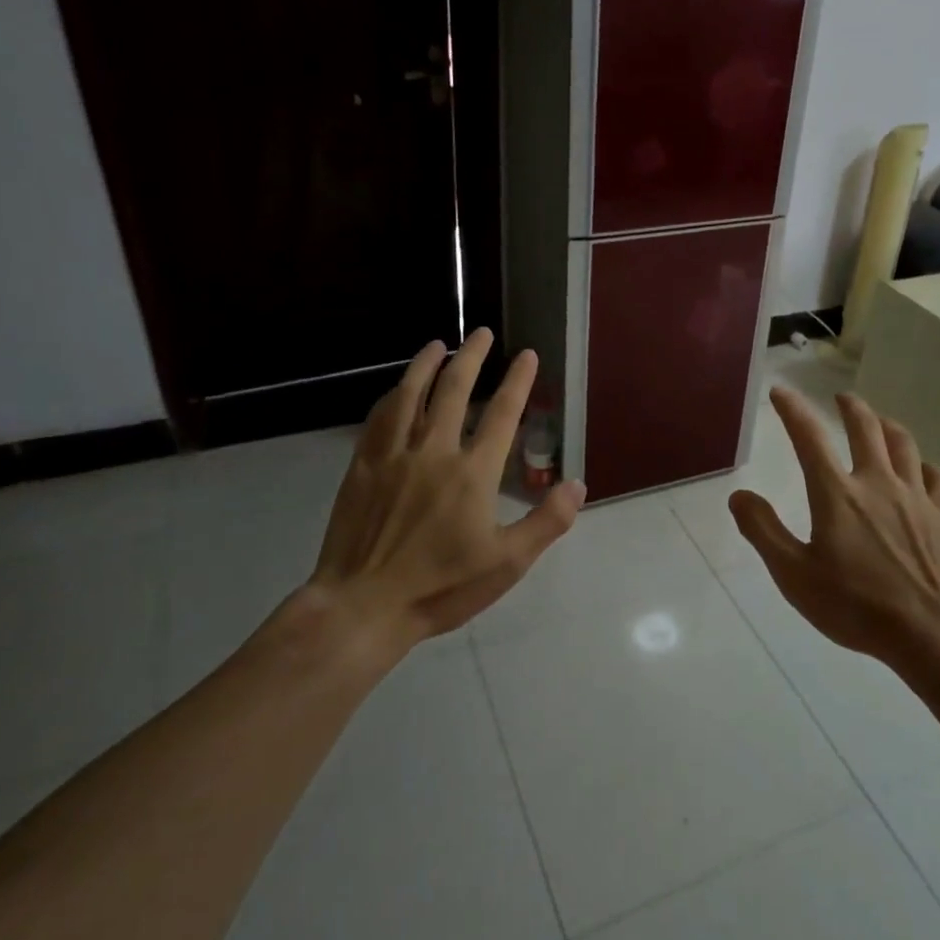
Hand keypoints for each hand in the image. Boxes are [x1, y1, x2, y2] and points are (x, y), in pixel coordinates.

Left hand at [308, 329, 585, 650]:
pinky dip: (392, 396)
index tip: (526, 354)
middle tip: (482, 333)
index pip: (503, 414)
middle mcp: (434, 451)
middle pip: (455, 390)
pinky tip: (397, 389)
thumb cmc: (441, 588)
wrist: (363, 606)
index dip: (517, 381)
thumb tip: (577, 484)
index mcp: (473, 473)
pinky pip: (378, 419)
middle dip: (472, 357)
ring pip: (412, 395)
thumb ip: (546, 522)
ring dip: (427, 365)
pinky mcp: (362, 467)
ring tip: (438, 344)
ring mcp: (394, 455)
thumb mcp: (507, 563)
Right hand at [728, 388, 939, 723]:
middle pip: (865, 428)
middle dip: (850, 407)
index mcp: (837, 494)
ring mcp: (916, 497)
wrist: (933, 633)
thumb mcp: (794, 574)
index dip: (792, 410)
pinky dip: (925, 466)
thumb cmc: (856, 606)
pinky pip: (938, 477)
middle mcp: (877, 483)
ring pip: (904, 445)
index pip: (809, 437)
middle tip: (840, 398)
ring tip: (879, 421)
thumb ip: (763, 531)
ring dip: (887, 426)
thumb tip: (739, 495)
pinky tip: (922, 471)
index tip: (781, 391)